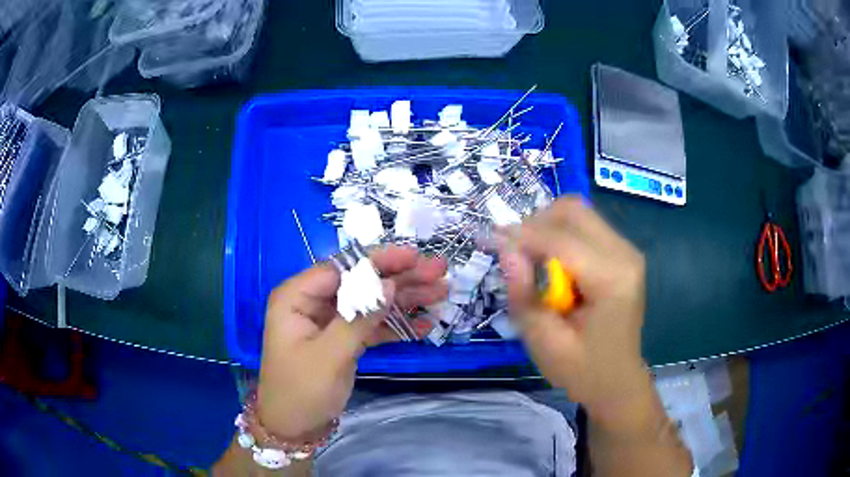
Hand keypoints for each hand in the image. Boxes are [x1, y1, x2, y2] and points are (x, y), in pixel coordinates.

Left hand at [257, 246, 447, 438]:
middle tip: (438, 271)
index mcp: (297, 297)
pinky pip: (372, 326)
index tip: (414, 256)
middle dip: (400, 278)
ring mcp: (330, 322)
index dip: (379, 260)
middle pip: (361, 282)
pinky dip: (396, 326)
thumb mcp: (329, 355)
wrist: (293, 428)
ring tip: (440, 292)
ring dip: (405, 300)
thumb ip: (358, 318)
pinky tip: (424, 325)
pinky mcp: (343, 340)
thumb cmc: (301, 390)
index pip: (341, 268)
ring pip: (371, 303)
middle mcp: (313, 303)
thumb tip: (390, 285)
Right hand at [498, 197, 649, 419]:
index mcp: (612, 280)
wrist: (617, 381)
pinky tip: (552, 264)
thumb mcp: (543, 341)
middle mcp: (625, 254)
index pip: (561, 239)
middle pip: (574, 211)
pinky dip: (561, 236)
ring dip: (548, 228)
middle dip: (536, 223)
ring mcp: (627, 251)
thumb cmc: (581, 370)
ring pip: (579, 213)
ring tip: (531, 260)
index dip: (522, 235)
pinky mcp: (623, 253)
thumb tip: (505, 247)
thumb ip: (523, 293)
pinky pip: (586, 227)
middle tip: (514, 251)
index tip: (490, 239)